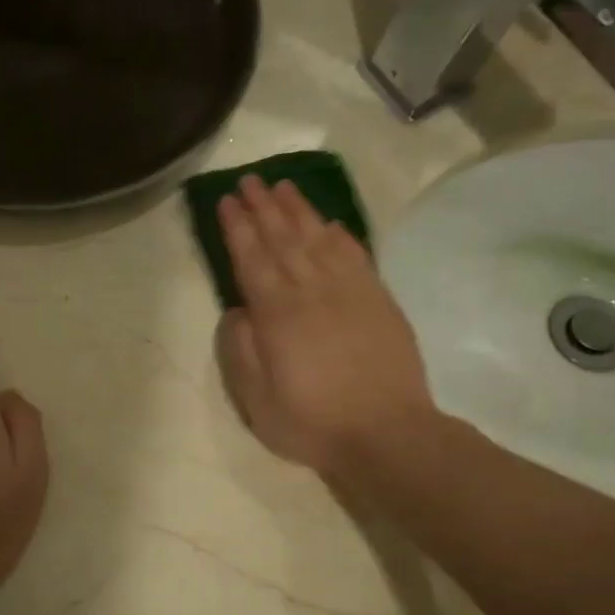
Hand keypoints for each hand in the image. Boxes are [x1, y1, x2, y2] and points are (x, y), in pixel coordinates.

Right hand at [217, 175, 435, 476]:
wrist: (388, 434)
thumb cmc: (314, 423)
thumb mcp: (258, 401)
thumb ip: (241, 352)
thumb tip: (237, 311)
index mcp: (278, 315)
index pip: (252, 259)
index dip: (237, 228)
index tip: (226, 201)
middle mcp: (312, 291)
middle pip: (283, 239)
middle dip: (262, 207)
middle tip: (249, 180)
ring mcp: (349, 292)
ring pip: (318, 238)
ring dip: (298, 210)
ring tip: (283, 186)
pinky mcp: (378, 299)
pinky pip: (355, 255)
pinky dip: (339, 234)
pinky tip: (329, 222)